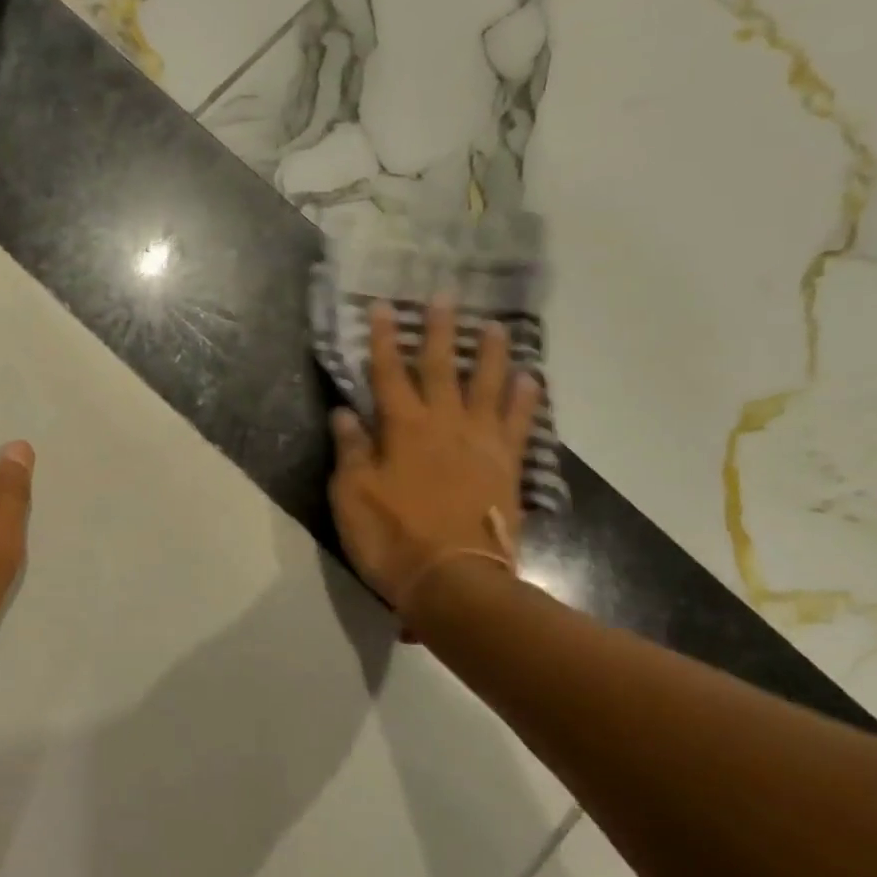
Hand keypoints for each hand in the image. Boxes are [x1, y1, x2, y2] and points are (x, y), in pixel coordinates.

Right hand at [329, 300, 540, 617]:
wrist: (455, 580)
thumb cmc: (393, 538)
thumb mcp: (352, 496)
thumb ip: (351, 451)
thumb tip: (345, 413)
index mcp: (403, 428)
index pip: (389, 373)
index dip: (386, 339)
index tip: (385, 306)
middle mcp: (445, 424)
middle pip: (443, 368)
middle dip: (441, 331)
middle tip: (446, 296)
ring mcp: (482, 444)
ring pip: (489, 386)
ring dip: (491, 354)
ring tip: (496, 326)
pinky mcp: (507, 467)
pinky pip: (519, 423)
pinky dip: (526, 399)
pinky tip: (531, 380)